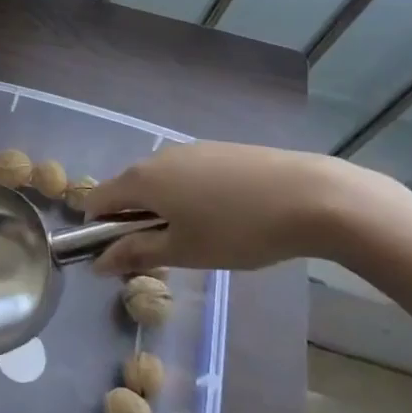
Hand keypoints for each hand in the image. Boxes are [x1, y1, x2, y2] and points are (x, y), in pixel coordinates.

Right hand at [85, 141, 379, 275]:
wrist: (313, 197)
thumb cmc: (238, 230)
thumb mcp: (184, 251)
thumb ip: (137, 254)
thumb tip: (98, 263)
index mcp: (141, 179)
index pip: (98, 199)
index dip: (99, 229)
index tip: (120, 256)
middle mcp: (158, 156)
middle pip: (128, 189)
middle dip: (134, 220)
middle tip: (165, 253)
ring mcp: (191, 149)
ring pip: (160, 181)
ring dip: (163, 207)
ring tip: (199, 237)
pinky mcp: (220, 149)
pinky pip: (187, 174)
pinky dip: (189, 195)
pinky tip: (224, 216)